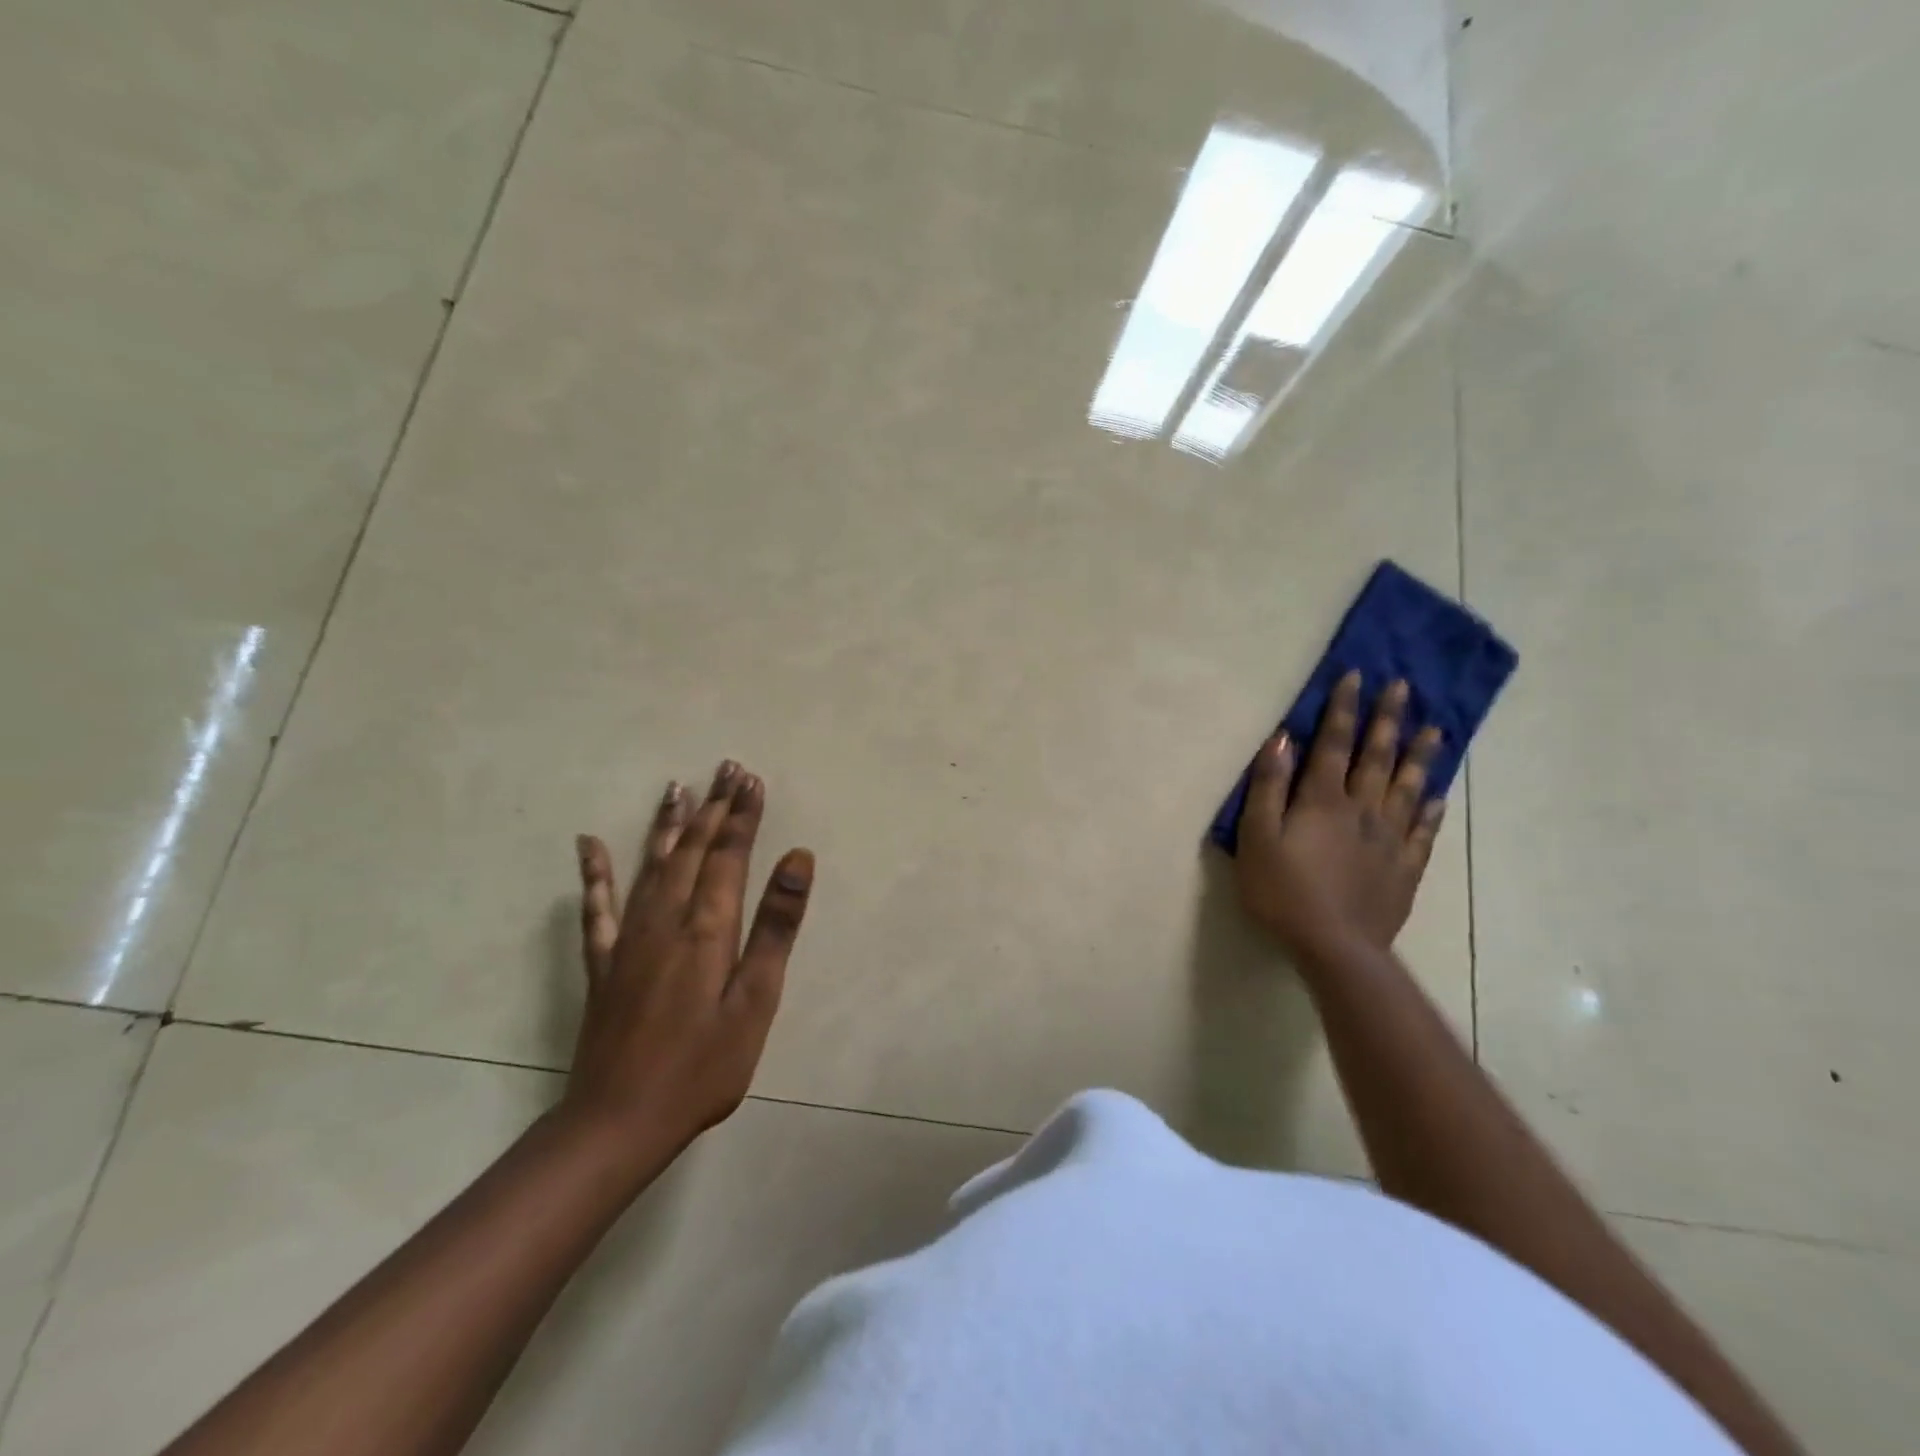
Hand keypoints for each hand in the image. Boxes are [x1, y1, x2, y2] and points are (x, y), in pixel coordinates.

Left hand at [564, 760, 814, 1164]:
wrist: (618, 1122)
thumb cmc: (703, 1067)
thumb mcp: (755, 1001)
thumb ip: (775, 926)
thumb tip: (797, 858)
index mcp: (707, 928)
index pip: (729, 855)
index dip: (743, 816)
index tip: (752, 780)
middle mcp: (666, 920)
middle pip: (692, 850)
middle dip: (714, 807)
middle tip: (727, 768)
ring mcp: (629, 939)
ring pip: (651, 865)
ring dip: (668, 824)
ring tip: (678, 787)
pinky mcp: (605, 963)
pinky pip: (597, 907)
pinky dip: (595, 874)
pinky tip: (589, 845)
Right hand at [1234, 672, 1445, 957]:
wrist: (1333, 946)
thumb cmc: (1282, 890)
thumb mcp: (1256, 836)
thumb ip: (1268, 786)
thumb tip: (1282, 739)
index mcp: (1323, 800)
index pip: (1334, 743)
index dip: (1343, 708)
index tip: (1356, 676)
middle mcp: (1363, 810)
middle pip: (1377, 757)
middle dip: (1387, 720)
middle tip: (1403, 687)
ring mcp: (1389, 839)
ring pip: (1407, 787)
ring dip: (1419, 756)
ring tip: (1435, 730)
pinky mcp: (1404, 868)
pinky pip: (1423, 832)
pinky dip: (1430, 810)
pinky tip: (1437, 796)